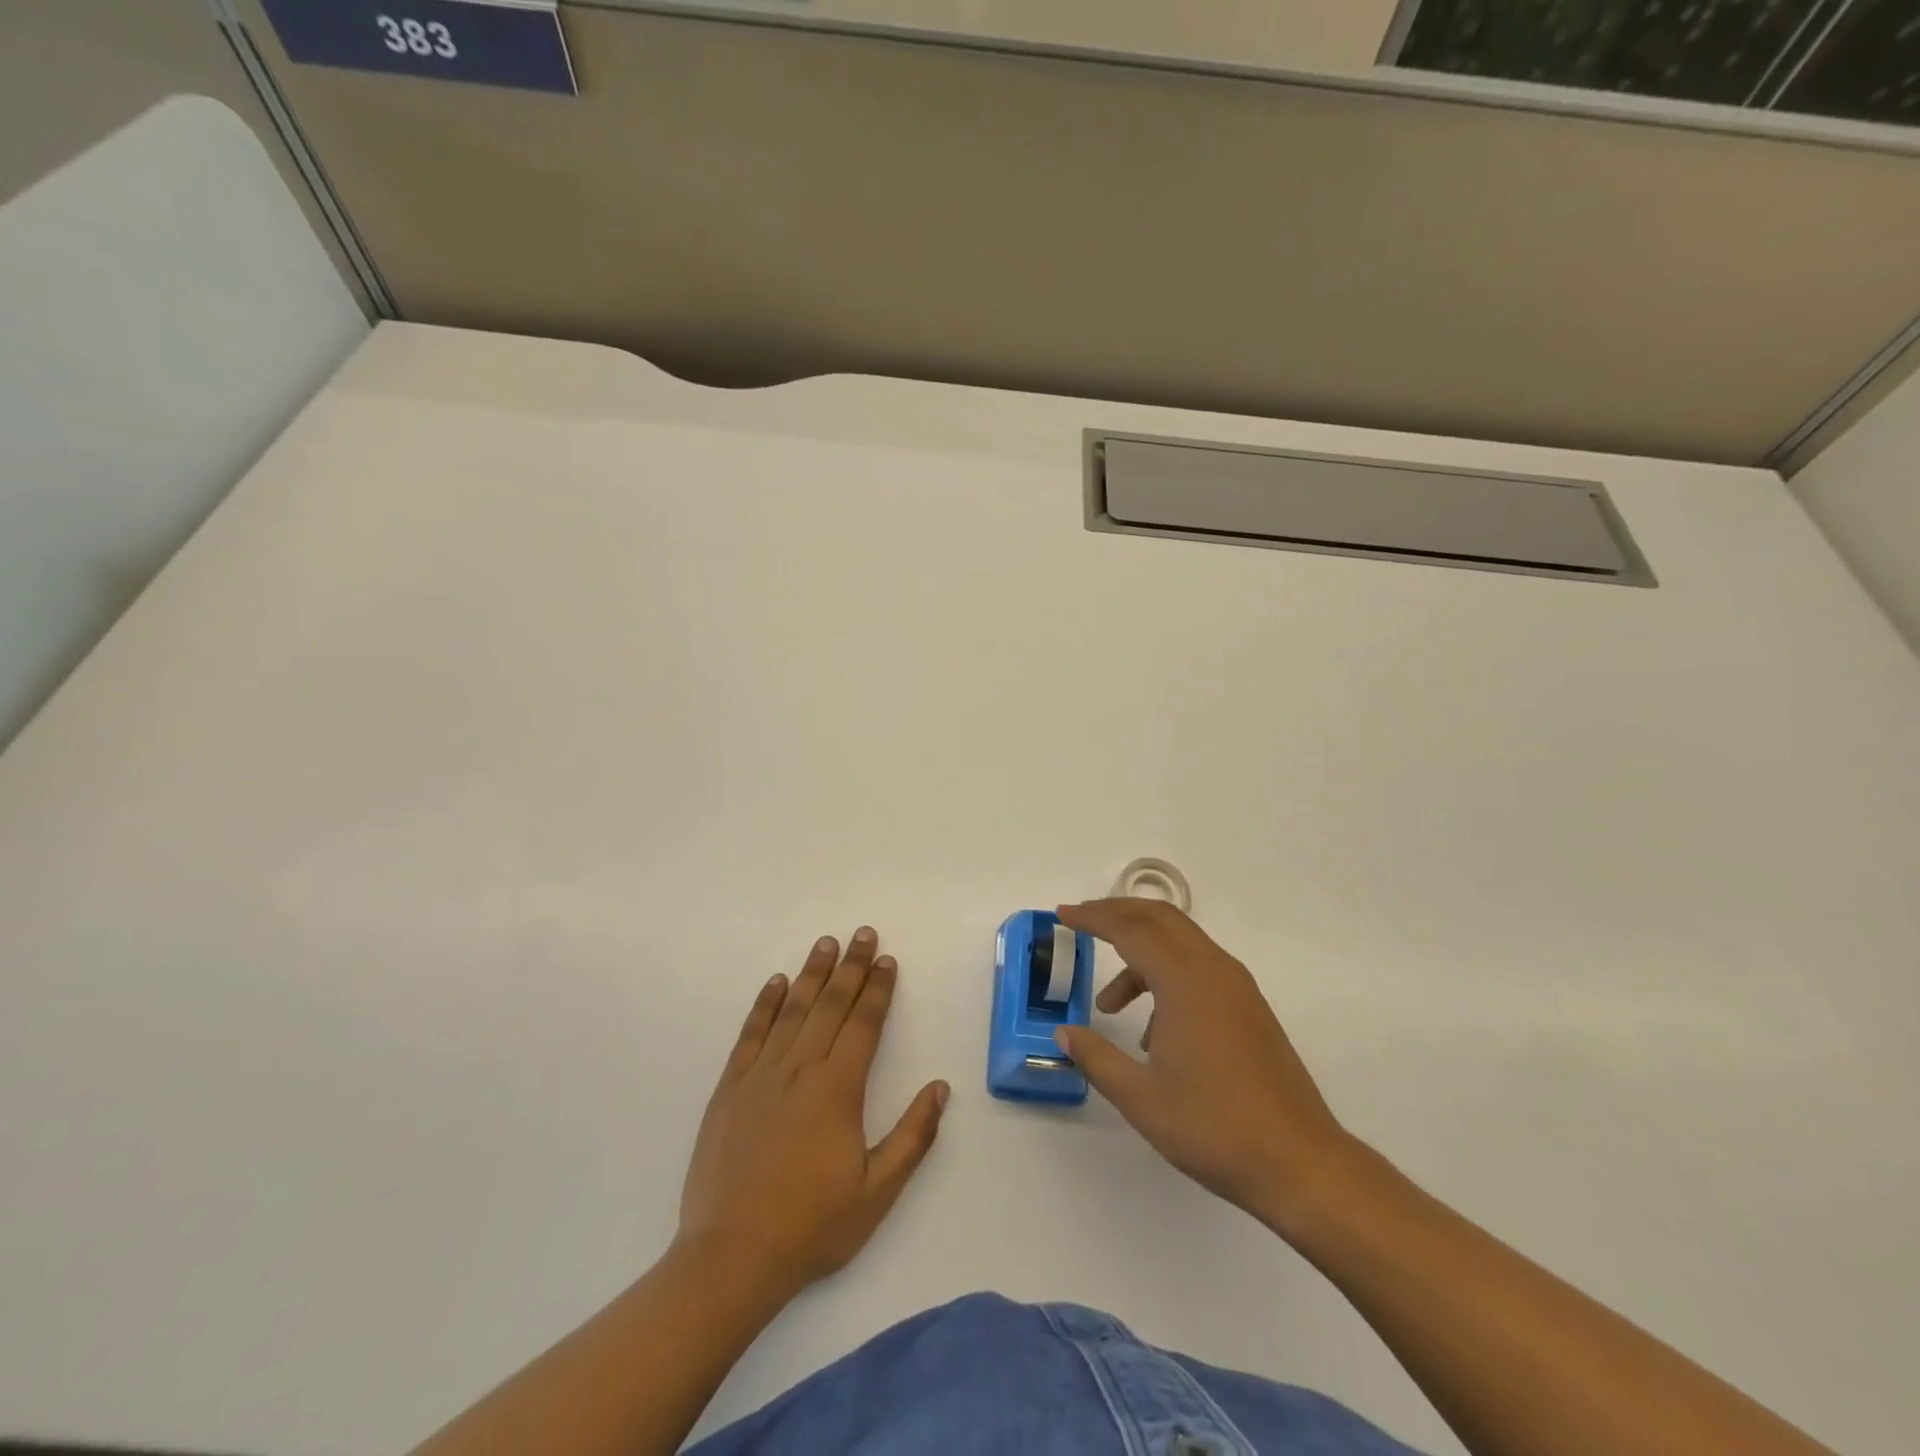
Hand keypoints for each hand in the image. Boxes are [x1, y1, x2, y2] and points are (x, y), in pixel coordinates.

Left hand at [677, 928, 948, 1295]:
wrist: (731, 1257)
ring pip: (792, 1010)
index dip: (878, 990)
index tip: (887, 960)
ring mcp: (761, 1076)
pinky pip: (750, 1034)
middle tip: (863, 933)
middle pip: (830, 1005)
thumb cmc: (812, 1226)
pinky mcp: (730, 1089)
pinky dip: (764, 1005)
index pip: (863, 1024)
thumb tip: (939, 1087)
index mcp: (837, 1090)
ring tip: (826, 943)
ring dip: (812, 974)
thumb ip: (912, 1136)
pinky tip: (775, 982)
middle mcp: (800, 1070)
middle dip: (851, 967)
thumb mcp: (877, 1192)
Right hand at [1055, 899, 1350, 1233]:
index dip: (1092, 917)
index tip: (1062, 915)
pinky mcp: (1249, 1007)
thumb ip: (1097, 1058)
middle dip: (1117, 914)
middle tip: (1081, 923)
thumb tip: (1064, 1034)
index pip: (1130, 929)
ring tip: (1109, 1004)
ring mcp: (1237, 987)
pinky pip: (1199, 969)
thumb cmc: (1214, 1127)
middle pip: (1159, 918)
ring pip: (1181, 942)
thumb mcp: (1140, 1098)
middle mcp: (1214, 970)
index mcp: (1185, 981)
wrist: (1299, 1163)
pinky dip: (1166, 976)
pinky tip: (1152, 1033)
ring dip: (1140, 953)